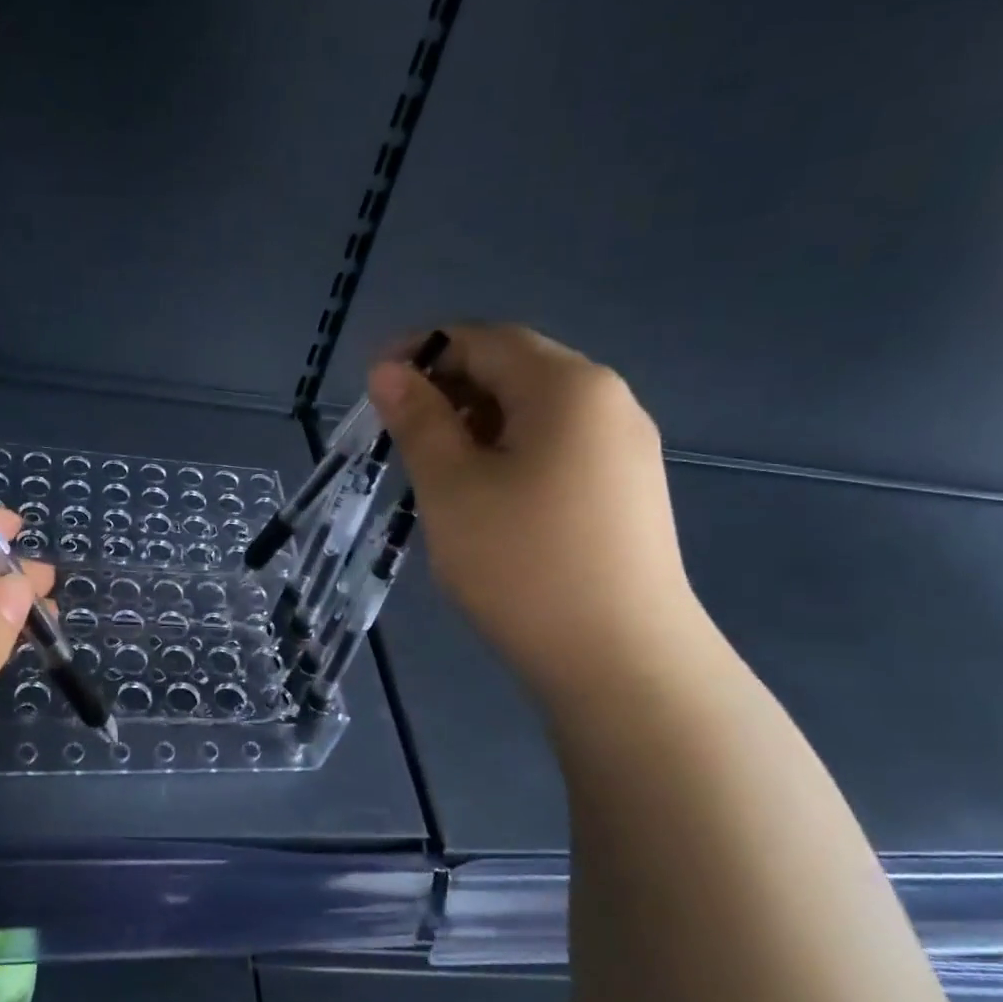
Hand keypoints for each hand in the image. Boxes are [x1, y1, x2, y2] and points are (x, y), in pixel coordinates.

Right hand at [369, 324, 701, 696]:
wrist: (621, 662)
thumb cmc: (522, 564)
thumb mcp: (452, 487)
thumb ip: (418, 420)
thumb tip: (389, 371)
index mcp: (567, 386)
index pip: (484, 339)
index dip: (422, 351)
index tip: (374, 385)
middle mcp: (608, 401)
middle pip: (515, 369)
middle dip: (449, 389)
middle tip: (398, 432)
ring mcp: (625, 448)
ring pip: (535, 412)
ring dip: (477, 424)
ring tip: (434, 468)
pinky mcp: (627, 490)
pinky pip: (558, 447)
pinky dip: (510, 452)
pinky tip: (485, 496)